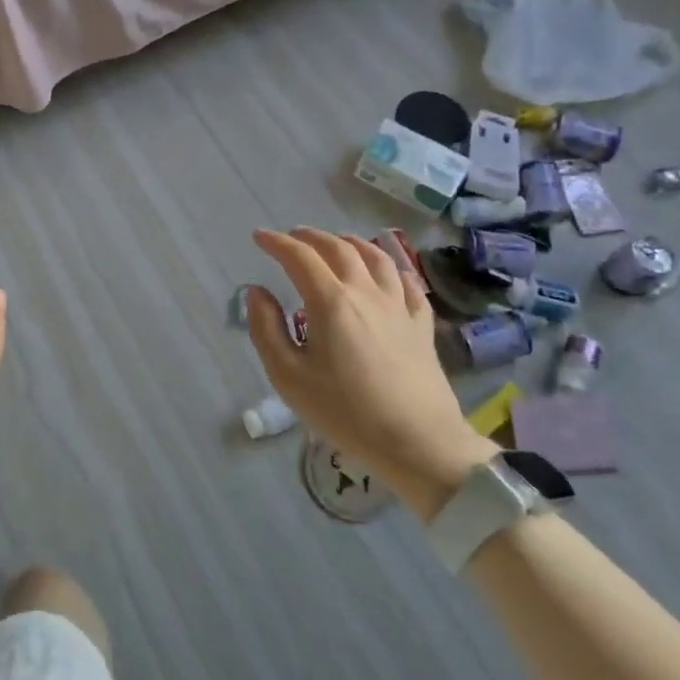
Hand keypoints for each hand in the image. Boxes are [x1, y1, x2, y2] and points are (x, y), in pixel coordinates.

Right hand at [246, 228, 495, 517]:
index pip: (299, 257)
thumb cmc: (346, 412)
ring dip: (350, 242)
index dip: (276, 242)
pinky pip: (407, 283)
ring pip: (376, 257)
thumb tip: (257, 292)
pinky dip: (391, 267)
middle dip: (310, 237)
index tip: (259, 236)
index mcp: (331, 301)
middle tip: (292, 237)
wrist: (419, 443)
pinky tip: (387, 271)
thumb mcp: (289, 376)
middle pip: (338, 248)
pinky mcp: (422, 325)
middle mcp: (366, 292)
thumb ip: (266, 329)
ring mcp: (399, 306)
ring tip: (337, 241)